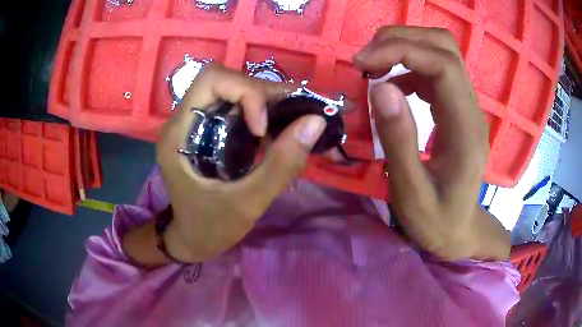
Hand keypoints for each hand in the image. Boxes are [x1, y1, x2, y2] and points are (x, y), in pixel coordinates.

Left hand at [157, 64, 326, 261]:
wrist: (193, 240)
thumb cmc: (211, 227)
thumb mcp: (247, 203)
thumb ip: (281, 164)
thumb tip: (315, 121)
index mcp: (179, 133)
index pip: (211, 80)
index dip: (245, 92)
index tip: (263, 129)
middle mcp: (184, 119)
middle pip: (226, 81)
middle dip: (265, 93)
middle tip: (299, 113)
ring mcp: (196, 124)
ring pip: (235, 91)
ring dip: (269, 102)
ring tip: (296, 121)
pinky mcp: (208, 131)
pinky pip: (238, 109)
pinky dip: (264, 114)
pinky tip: (281, 132)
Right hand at [353, 26, 508, 259]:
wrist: (459, 230)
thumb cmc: (436, 220)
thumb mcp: (411, 192)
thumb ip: (399, 140)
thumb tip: (380, 88)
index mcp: (466, 130)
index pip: (443, 65)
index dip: (402, 51)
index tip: (362, 64)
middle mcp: (471, 108)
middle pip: (444, 46)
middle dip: (401, 39)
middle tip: (365, 60)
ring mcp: (465, 104)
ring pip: (439, 50)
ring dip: (403, 47)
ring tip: (372, 67)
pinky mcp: (455, 106)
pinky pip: (433, 69)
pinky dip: (407, 65)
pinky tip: (390, 84)